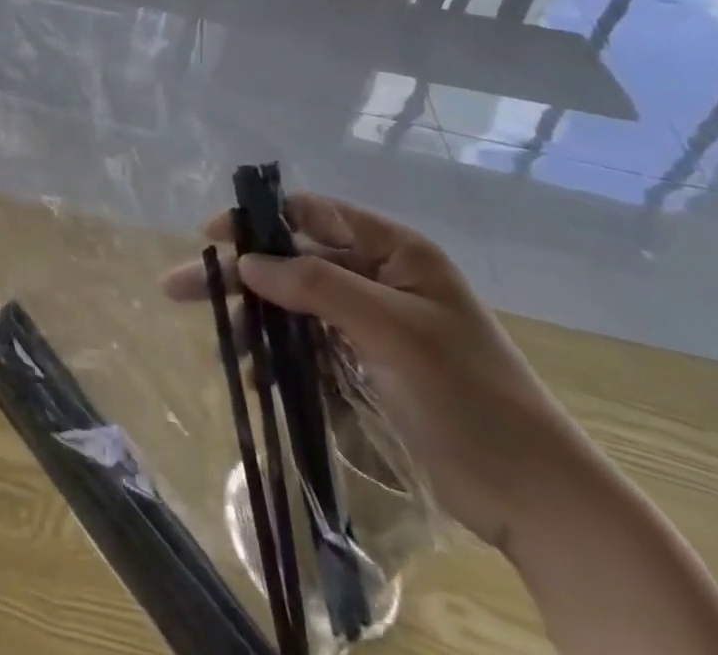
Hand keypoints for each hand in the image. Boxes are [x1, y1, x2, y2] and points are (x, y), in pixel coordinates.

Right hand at [163, 193, 598, 551]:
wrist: (538, 502)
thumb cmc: (470, 397)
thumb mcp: (392, 331)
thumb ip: (317, 285)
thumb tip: (247, 260)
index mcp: (395, 252)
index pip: (312, 214)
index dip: (259, 219)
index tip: (211, 236)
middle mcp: (379, 277)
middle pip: (293, 260)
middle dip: (241, 275)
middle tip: (179, 286)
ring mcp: (373, 322)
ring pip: (295, 305)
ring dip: (257, 322)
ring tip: (224, 347)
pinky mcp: (368, 364)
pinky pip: (309, 344)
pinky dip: (279, 355)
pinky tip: (257, 377)